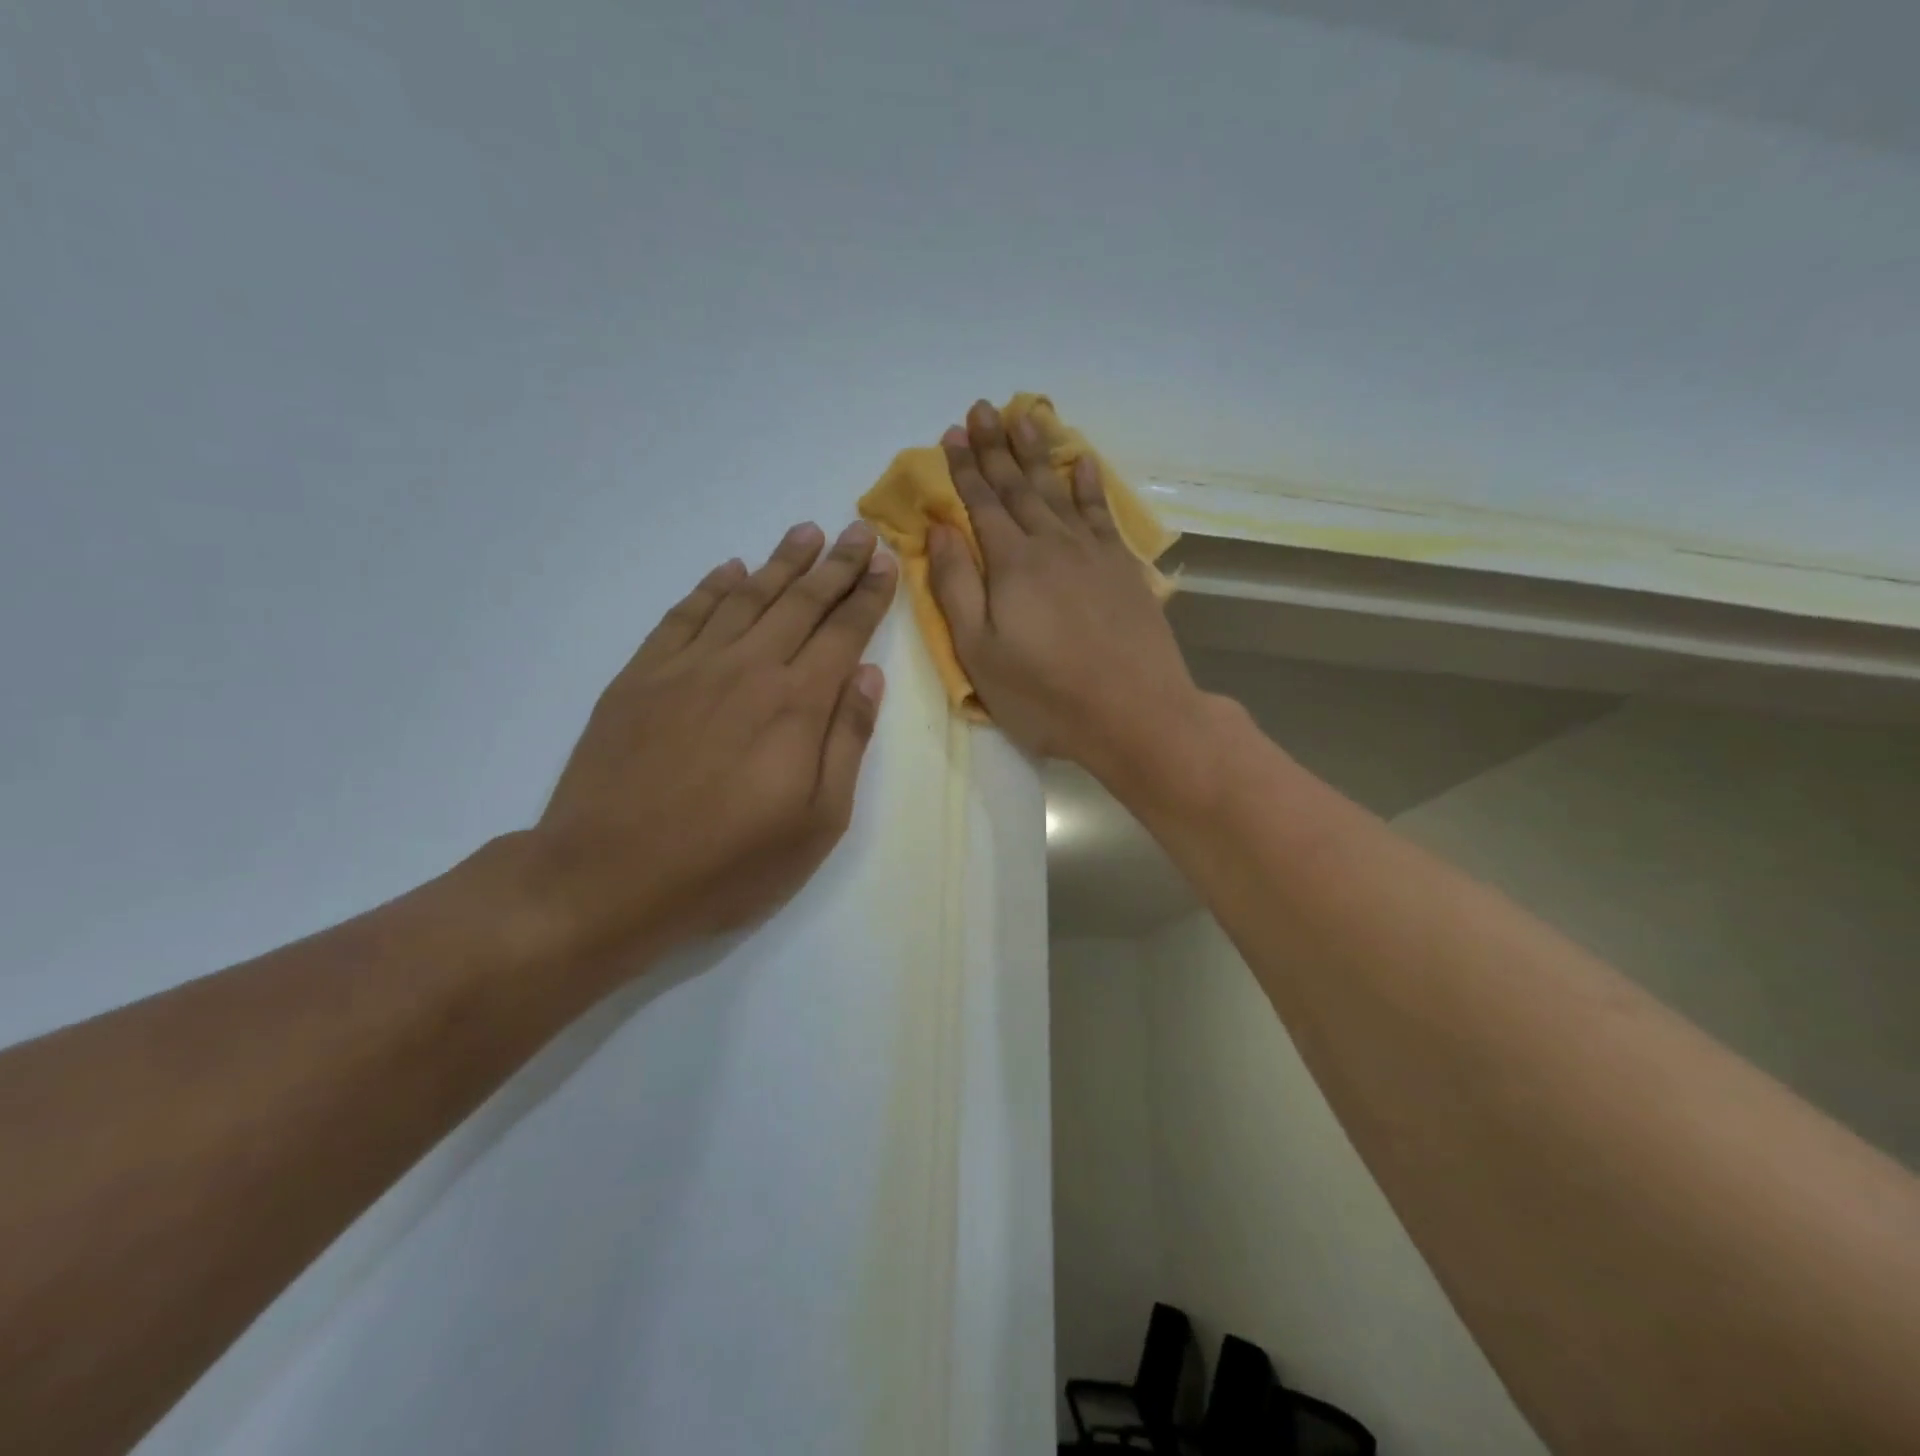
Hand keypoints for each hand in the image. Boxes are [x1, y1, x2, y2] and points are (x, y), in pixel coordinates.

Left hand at [523, 521, 896, 963]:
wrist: (608, 876)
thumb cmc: (728, 863)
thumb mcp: (817, 821)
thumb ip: (846, 741)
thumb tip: (868, 676)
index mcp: (797, 704)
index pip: (844, 632)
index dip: (869, 595)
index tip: (887, 561)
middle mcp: (748, 668)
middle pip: (801, 602)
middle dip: (836, 565)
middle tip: (859, 531)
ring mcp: (689, 667)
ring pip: (745, 598)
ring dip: (780, 563)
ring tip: (806, 532)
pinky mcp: (641, 677)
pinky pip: (684, 615)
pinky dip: (711, 588)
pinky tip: (729, 570)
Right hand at [926, 400, 1207, 782]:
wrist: (1135, 713)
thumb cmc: (1045, 694)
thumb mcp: (980, 652)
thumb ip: (956, 586)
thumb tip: (939, 529)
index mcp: (1011, 563)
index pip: (981, 504)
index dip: (965, 468)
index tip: (953, 434)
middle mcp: (1052, 543)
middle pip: (1018, 486)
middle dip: (997, 447)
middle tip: (982, 408)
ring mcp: (1093, 552)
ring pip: (1059, 489)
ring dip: (1038, 453)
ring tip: (1025, 416)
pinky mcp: (1123, 568)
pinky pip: (1102, 513)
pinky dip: (1090, 485)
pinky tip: (1083, 462)